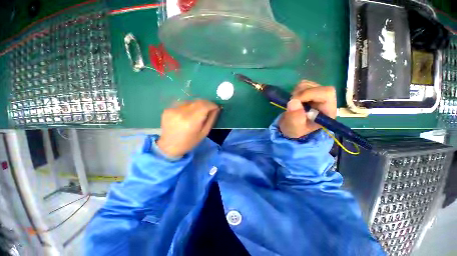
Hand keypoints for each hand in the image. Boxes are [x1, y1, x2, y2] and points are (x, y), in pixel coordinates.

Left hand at [157, 100, 219, 157]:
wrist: (169, 146)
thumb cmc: (189, 142)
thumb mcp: (204, 133)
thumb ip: (211, 119)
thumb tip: (216, 109)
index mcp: (191, 121)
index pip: (204, 105)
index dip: (212, 105)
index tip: (216, 107)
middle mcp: (181, 112)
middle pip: (198, 101)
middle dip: (206, 104)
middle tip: (209, 109)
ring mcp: (173, 109)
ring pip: (191, 101)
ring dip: (197, 105)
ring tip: (198, 112)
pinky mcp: (168, 109)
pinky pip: (183, 103)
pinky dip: (189, 106)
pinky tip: (188, 113)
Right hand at [279, 80, 336, 138]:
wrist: (291, 128)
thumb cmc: (295, 129)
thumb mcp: (294, 127)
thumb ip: (295, 117)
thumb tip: (293, 101)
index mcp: (327, 110)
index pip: (326, 93)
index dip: (310, 93)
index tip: (294, 100)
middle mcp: (325, 100)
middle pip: (317, 87)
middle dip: (301, 93)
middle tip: (291, 103)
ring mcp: (317, 95)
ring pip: (308, 84)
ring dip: (296, 92)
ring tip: (292, 104)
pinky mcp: (309, 92)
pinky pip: (302, 85)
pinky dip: (295, 91)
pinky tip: (294, 100)